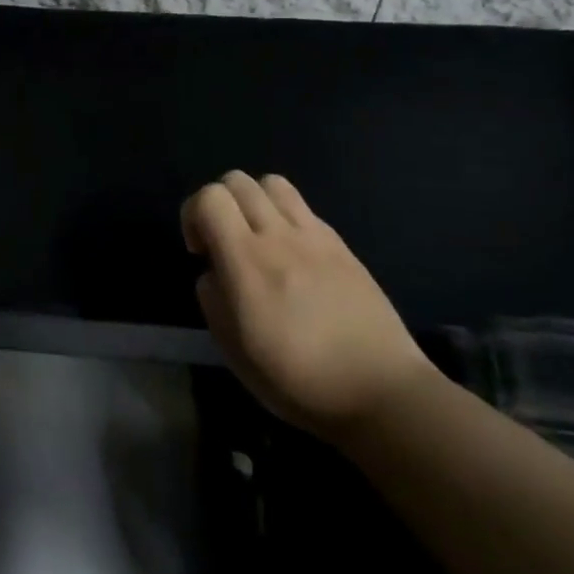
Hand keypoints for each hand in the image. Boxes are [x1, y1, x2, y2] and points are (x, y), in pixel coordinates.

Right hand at [184, 171, 437, 440]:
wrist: (380, 393)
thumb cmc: (298, 379)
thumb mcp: (232, 349)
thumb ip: (212, 298)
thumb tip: (214, 273)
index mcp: (246, 261)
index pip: (209, 198)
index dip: (192, 214)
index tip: (200, 252)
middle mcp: (278, 236)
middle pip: (237, 180)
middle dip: (219, 203)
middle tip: (224, 241)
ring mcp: (314, 237)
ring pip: (273, 183)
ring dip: (254, 201)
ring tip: (257, 237)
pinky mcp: (341, 246)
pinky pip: (303, 208)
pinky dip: (285, 217)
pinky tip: (292, 255)